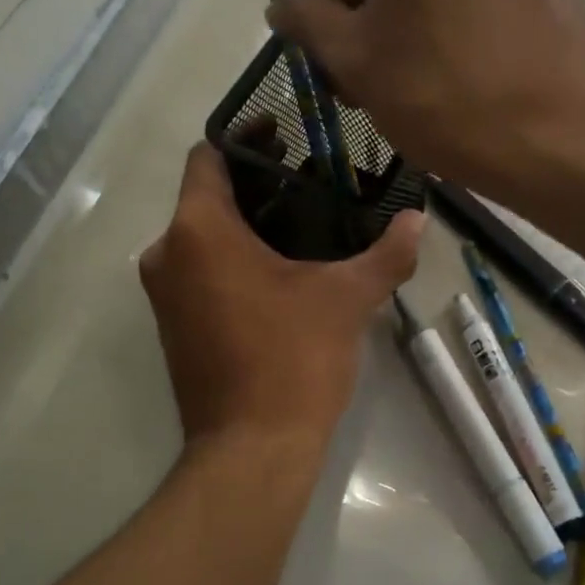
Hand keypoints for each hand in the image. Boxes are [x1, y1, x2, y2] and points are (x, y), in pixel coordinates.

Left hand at [140, 143, 424, 449]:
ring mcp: (165, 294)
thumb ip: (385, 253)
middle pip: (207, 196)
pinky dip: (233, 259)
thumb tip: (419, 220)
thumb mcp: (346, 299)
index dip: (246, 138)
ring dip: (246, 225)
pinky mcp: (174, 326)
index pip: (208, 156)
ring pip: (203, 237)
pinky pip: (201, 272)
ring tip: (305, 221)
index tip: (288, 134)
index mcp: (198, 231)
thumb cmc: (293, 360)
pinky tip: (282, 269)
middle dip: (256, 183)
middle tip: (312, 178)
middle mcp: (167, 254)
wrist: (252, 449)